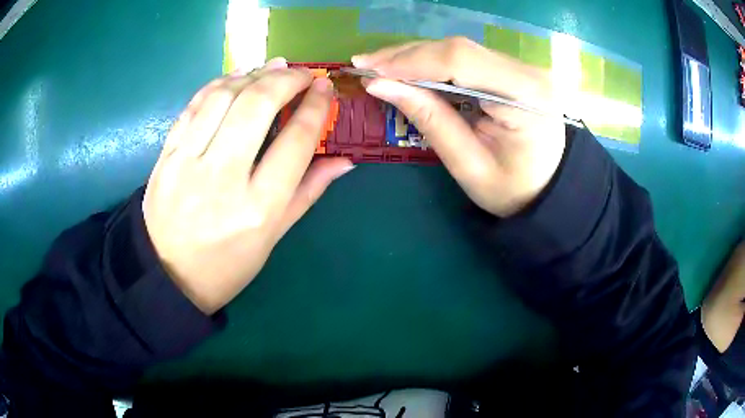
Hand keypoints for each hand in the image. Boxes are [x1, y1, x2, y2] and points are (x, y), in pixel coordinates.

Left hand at [143, 59, 353, 313]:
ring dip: (253, 74)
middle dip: (286, 80)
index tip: (324, 89)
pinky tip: (236, 78)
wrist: (169, 274)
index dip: (316, 107)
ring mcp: (187, 163)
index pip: (296, 141)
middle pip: (257, 106)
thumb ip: (308, 192)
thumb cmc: (227, 265)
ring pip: (223, 97)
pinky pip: (193, 106)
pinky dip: (218, 84)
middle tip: (302, 73)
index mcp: (258, 208)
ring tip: (273, 68)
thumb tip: (344, 160)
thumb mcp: (273, 237)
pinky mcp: (166, 156)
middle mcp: (222, 179)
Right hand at [353, 37, 566, 216]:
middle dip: (407, 55)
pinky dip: (433, 62)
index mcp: (527, 96)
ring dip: (416, 56)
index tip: (371, 71)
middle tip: (364, 64)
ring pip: (459, 49)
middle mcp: (528, 71)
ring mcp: (522, 67)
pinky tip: (408, 68)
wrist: (546, 189)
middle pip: (458, 49)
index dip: (411, 61)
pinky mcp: (512, 69)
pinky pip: (467, 58)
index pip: (461, 61)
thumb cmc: (512, 189)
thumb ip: (429, 119)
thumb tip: (380, 84)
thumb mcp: (468, 165)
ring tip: (379, 66)